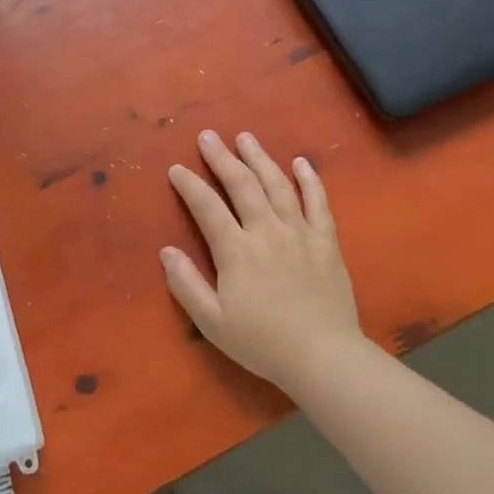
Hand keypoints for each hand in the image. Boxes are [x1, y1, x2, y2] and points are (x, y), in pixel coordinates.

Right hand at [162, 130, 367, 394]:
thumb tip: (166, 251)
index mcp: (236, 251)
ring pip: (278, 185)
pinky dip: (309, 180)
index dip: (190, 186)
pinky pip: (318, 202)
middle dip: (222, 158)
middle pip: (242, 185)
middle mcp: (267, 232)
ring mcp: (300, 233)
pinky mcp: (326, 241)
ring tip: (246, 137)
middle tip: (208, 136)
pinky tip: (301, 162)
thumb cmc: (262, 342)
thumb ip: (186, 285)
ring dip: (260, 159)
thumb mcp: (212, 322)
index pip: (207, 208)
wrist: (323, 356)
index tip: (177, 169)